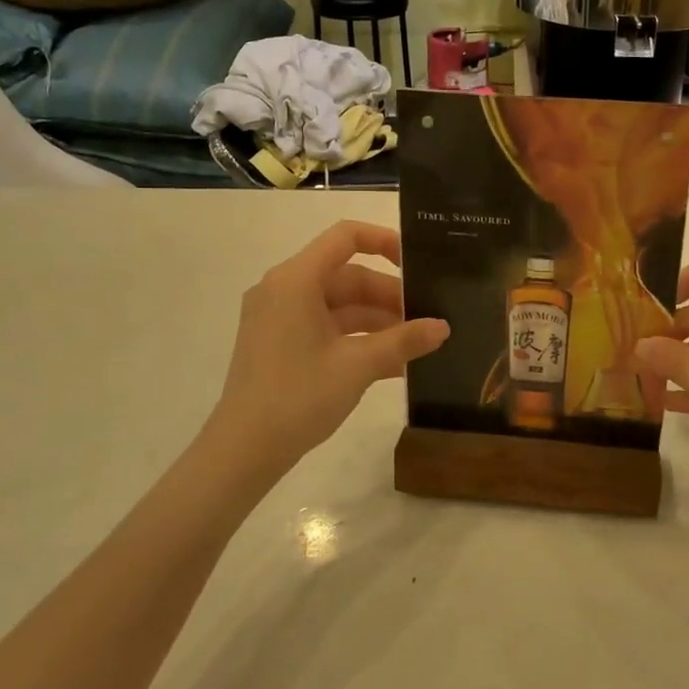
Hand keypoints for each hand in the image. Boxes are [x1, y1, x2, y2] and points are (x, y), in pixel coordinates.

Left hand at [203, 221, 447, 483]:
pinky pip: (327, 328)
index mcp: (296, 280)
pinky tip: (393, 365)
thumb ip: (404, 340)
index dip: (385, 241)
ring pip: (340, 305)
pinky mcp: (280, 344)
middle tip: (427, 318)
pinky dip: (358, 339)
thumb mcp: (358, 365)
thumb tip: (444, 327)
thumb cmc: (298, 395)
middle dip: (389, 296)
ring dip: (378, 322)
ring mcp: (280, 318)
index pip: (346, 237)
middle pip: (347, 276)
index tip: (418, 263)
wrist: (244, 450)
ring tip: (417, 345)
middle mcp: (284, 290)